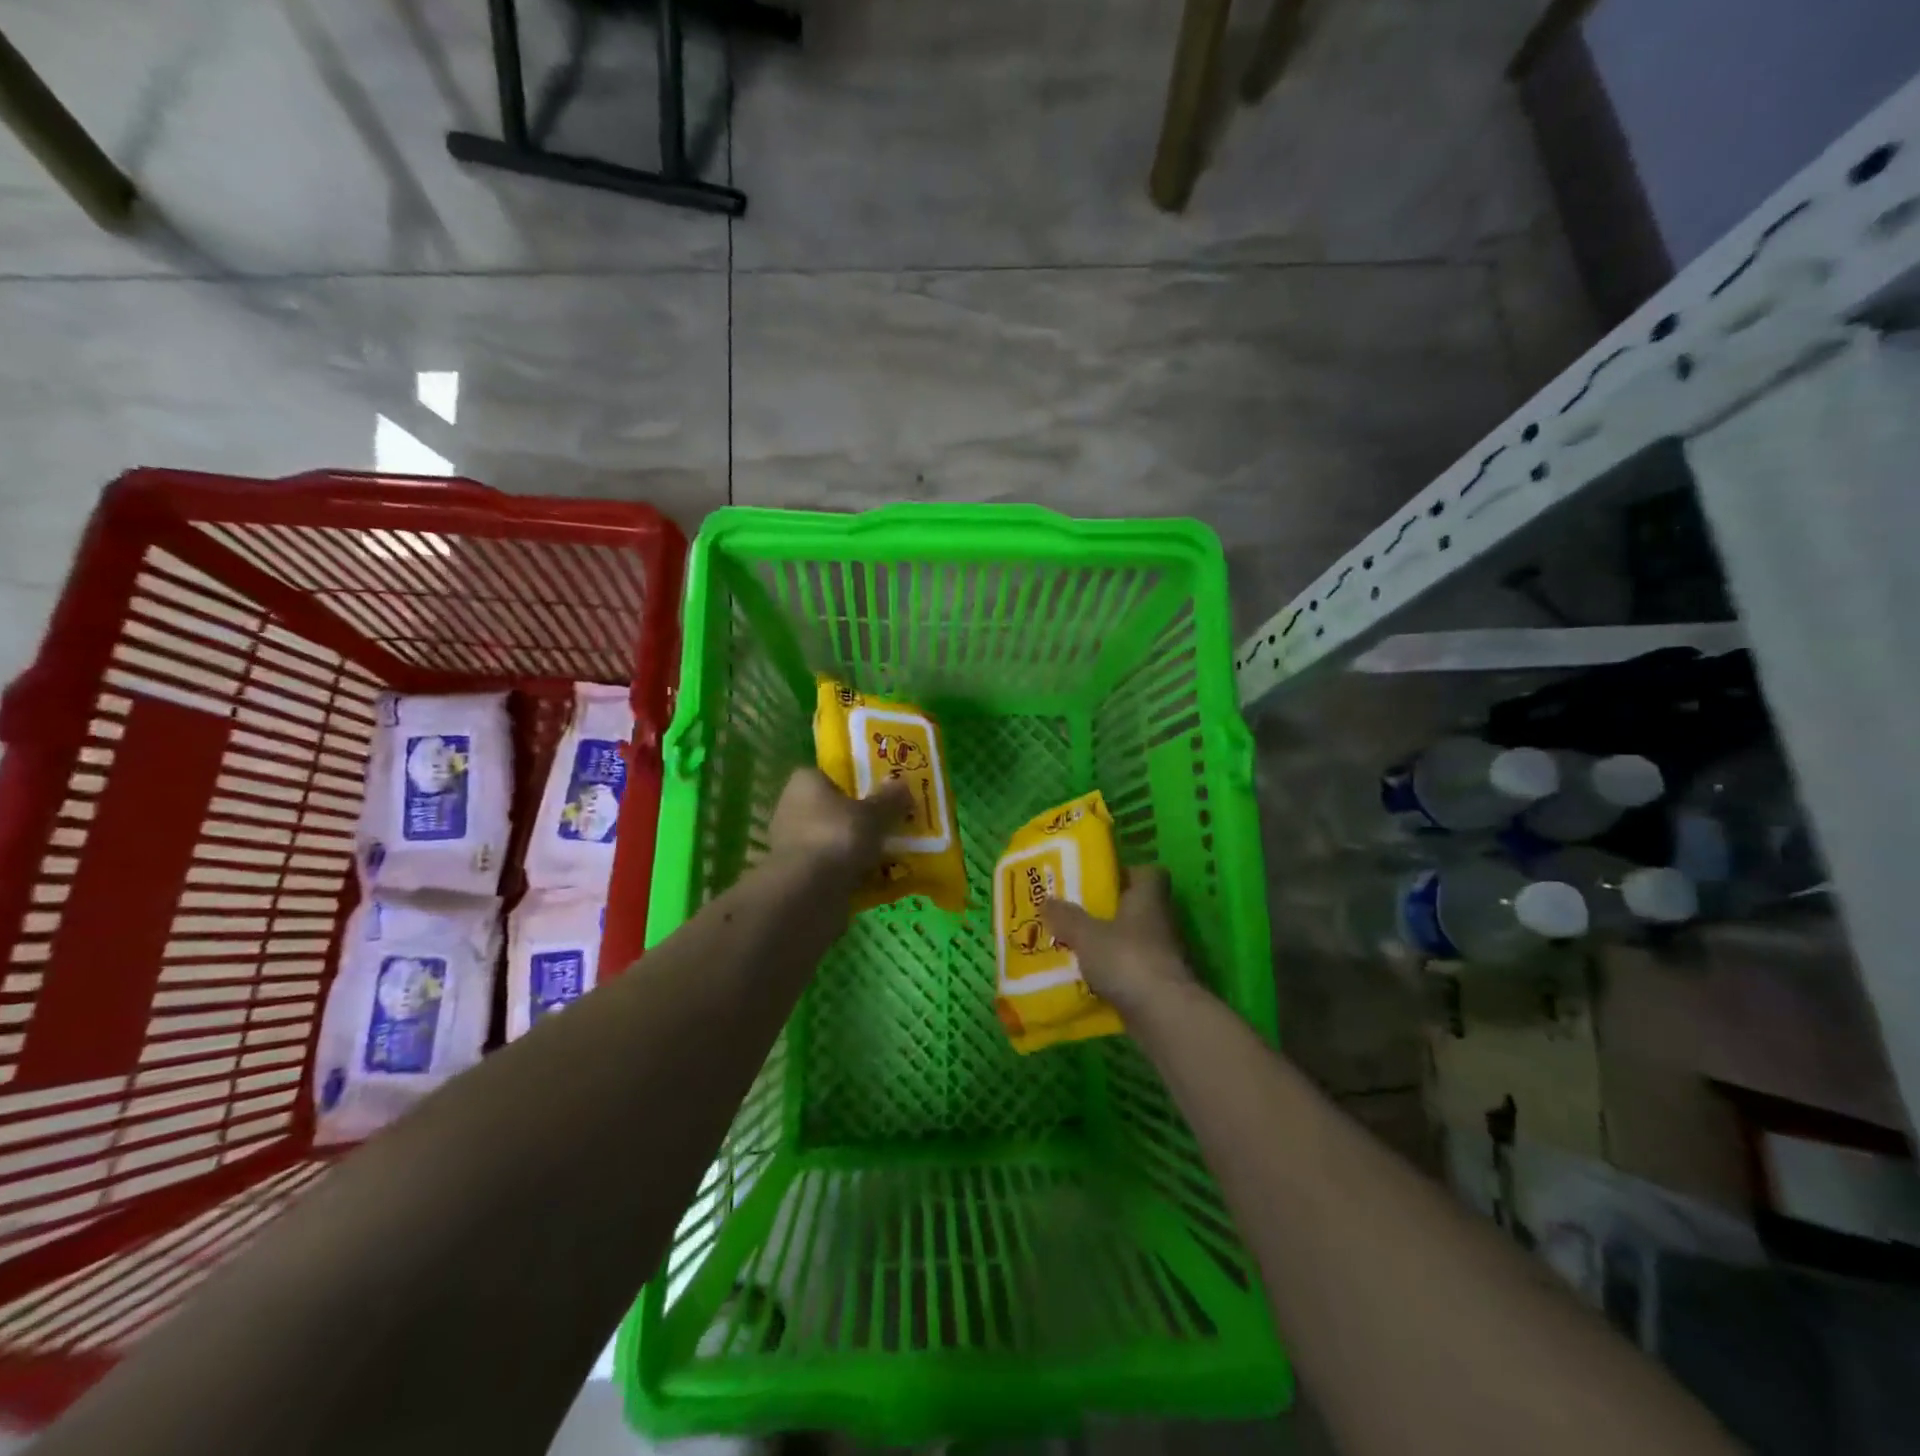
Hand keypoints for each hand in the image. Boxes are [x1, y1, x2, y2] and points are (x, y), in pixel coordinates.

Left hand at [766, 768, 909, 896]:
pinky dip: (851, 873)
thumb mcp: (874, 815)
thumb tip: (902, 782)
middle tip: (893, 827)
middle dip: (861, 820)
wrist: (806, 894)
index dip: (858, 784)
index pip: (833, 776)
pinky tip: (877, 880)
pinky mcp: (798, 876)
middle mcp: (792, 809)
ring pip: (835, 841)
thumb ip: (890, 799)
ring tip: (891, 856)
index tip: (883, 795)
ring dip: (857, 850)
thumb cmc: (838, 838)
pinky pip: (832, 868)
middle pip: (835, 810)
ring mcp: (792, 845)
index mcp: (805, 783)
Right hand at [1041, 866, 1196, 1017]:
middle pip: (1137, 908)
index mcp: (1148, 898)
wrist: (1163, 1014)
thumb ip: (1066, 917)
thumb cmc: (1126, 958)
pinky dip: (1114, 974)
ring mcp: (1164, 955)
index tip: (1101, 881)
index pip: (1148, 873)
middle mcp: (1161, 922)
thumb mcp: (1086, 934)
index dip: (1127, 873)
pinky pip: (1132, 971)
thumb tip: (1047, 901)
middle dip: (1109, 912)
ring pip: (1133, 941)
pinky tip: (1088, 980)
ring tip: (1076, 948)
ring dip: (1110, 945)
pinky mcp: (1160, 985)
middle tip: (1076, 915)